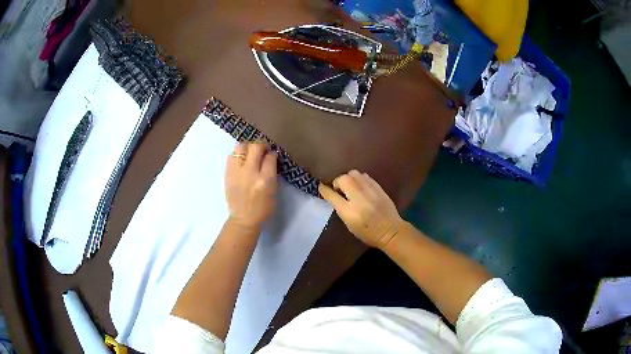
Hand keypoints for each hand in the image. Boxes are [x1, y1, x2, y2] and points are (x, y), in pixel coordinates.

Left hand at [225, 143, 277, 230]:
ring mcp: (236, 172)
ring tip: (250, 153)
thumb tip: (271, 159)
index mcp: (265, 179)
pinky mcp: (227, 173)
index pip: (270, 157)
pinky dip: (238, 155)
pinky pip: (231, 156)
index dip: (272, 153)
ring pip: (240, 147)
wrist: (244, 219)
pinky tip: (241, 160)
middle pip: (255, 147)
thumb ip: (273, 174)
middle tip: (263, 150)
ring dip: (247, 147)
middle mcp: (250, 172)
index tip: (272, 155)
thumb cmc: (263, 208)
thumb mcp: (274, 191)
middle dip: (261, 145)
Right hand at [319, 170, 403, 248]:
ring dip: (349, 178)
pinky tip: (361, 186)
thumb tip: (335, 196)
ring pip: (354, 174)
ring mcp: (370, 191)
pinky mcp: (378, 187)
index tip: (321, 187)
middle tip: (339, 189)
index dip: (324, 190)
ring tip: (350, 186)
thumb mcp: (350, 225)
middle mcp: (358, 198)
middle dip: (338, 181)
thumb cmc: (368, 233)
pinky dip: (359, 179)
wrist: (391, 231)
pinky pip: (365, 176)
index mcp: (349, 211)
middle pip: (343, 179)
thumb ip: (341, 209)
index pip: (332, 195)